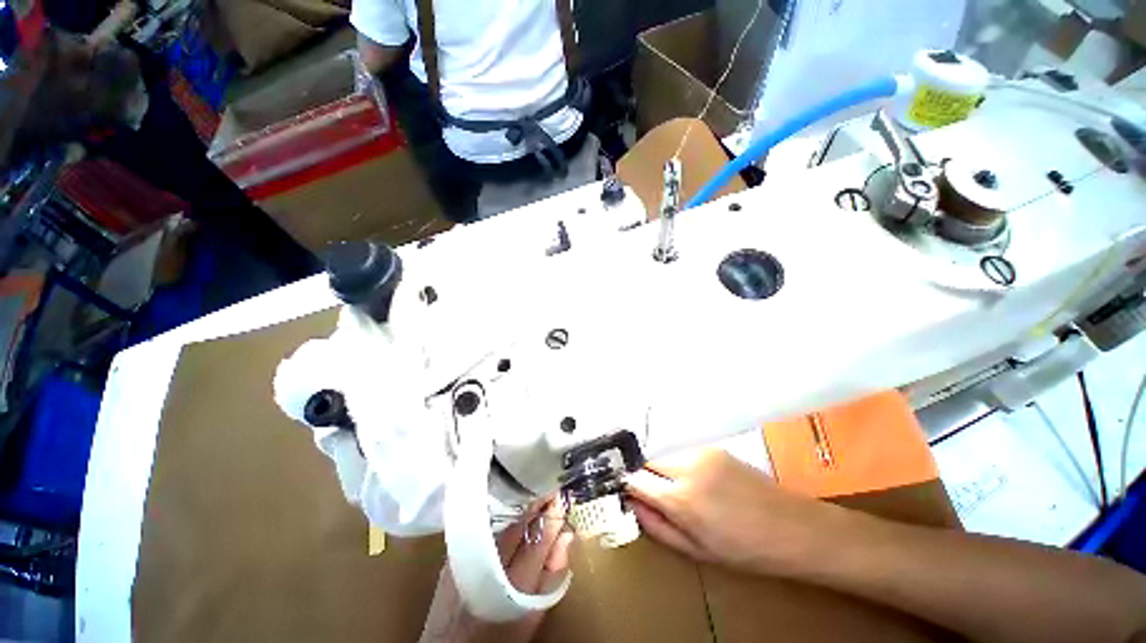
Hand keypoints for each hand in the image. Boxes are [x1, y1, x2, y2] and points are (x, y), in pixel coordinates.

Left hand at [420, 500, 574, 642]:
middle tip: (551, 490)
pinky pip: (483, 526)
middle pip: (517, 526)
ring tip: (535, 497)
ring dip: (520, 508)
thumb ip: (552, 575)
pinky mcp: (453, 554)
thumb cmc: (501, 634)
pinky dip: (501, 517)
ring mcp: (466, 558)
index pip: (537, 540)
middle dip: (536, 505)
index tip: (562, 497)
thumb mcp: (533, 614)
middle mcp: (487, 566)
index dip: (552, 516)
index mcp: (512, 585)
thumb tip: (566, 536)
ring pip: (500, 523)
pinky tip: (511, 510)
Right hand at [625, 449, 846, 577]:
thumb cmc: (745, 551)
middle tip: (657, 497)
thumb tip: (632, 505)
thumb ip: (658, 527)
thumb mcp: (697, 551)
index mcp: (681, 500)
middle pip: (648, 462)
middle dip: (646, 477)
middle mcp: (686, 468)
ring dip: (665, 472)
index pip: (636, 479)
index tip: (628, 493)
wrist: (793, 528)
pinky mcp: (713, 448)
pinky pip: (685, 454)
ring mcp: (701, 454)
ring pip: (666, 457)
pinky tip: (702, 483)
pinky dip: (683, 467)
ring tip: (683, 492)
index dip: (628, 486)